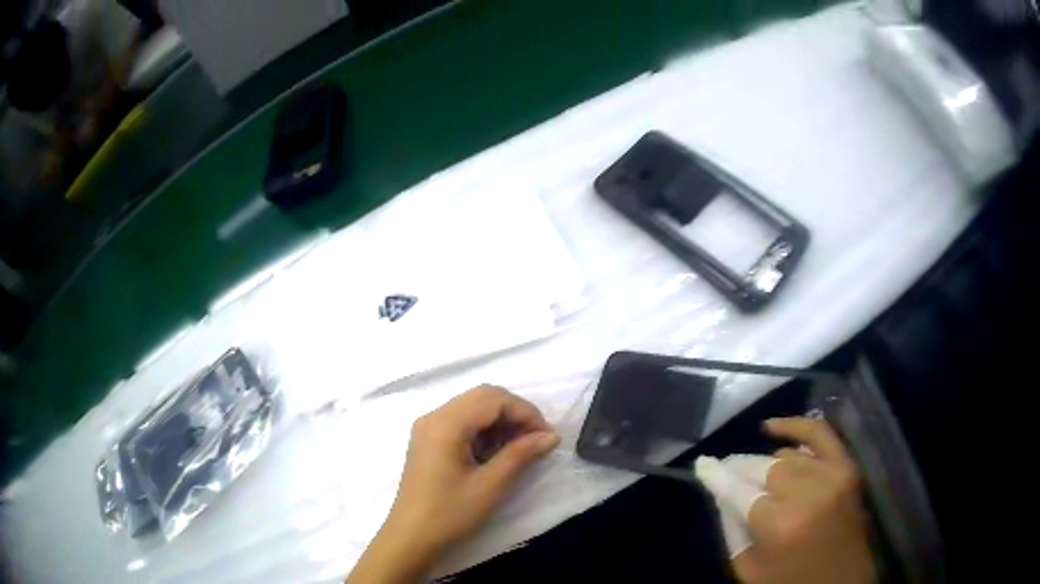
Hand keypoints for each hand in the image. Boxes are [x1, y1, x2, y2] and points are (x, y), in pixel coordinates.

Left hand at [347, 386, 559, 582]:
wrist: (411, 537)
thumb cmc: (450, 513)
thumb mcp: (490, 485)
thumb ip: (521, 454)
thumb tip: (552, 436)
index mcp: (446, 423)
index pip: (494, 399)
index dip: (526, 412)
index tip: (548, 437)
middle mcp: (434, 416)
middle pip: (483, 396)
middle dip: (515, 413)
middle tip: (537, 440)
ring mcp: (428, 427)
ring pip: (472, 406)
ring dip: (500, 420)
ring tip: (522, 447)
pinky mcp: (427, 440)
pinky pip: (461, 420)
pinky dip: (484, 429)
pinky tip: (497, 451)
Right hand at [697, 418, 875, 583]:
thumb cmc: (789, 583)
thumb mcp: (748, 568)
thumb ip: (733, 528)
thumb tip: (722, 492)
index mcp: (779, 525)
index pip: (738, 490)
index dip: (717, 476)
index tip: (702, 464)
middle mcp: (807, 494)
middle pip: (763, 469)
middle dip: (741, 472)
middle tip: (728, 475)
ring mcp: (833, 476)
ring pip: (786, 456)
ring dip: (767, 467)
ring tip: (757, 477)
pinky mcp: (848, 469)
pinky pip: (820, 434)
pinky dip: (796, 427)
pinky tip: (774, 428)